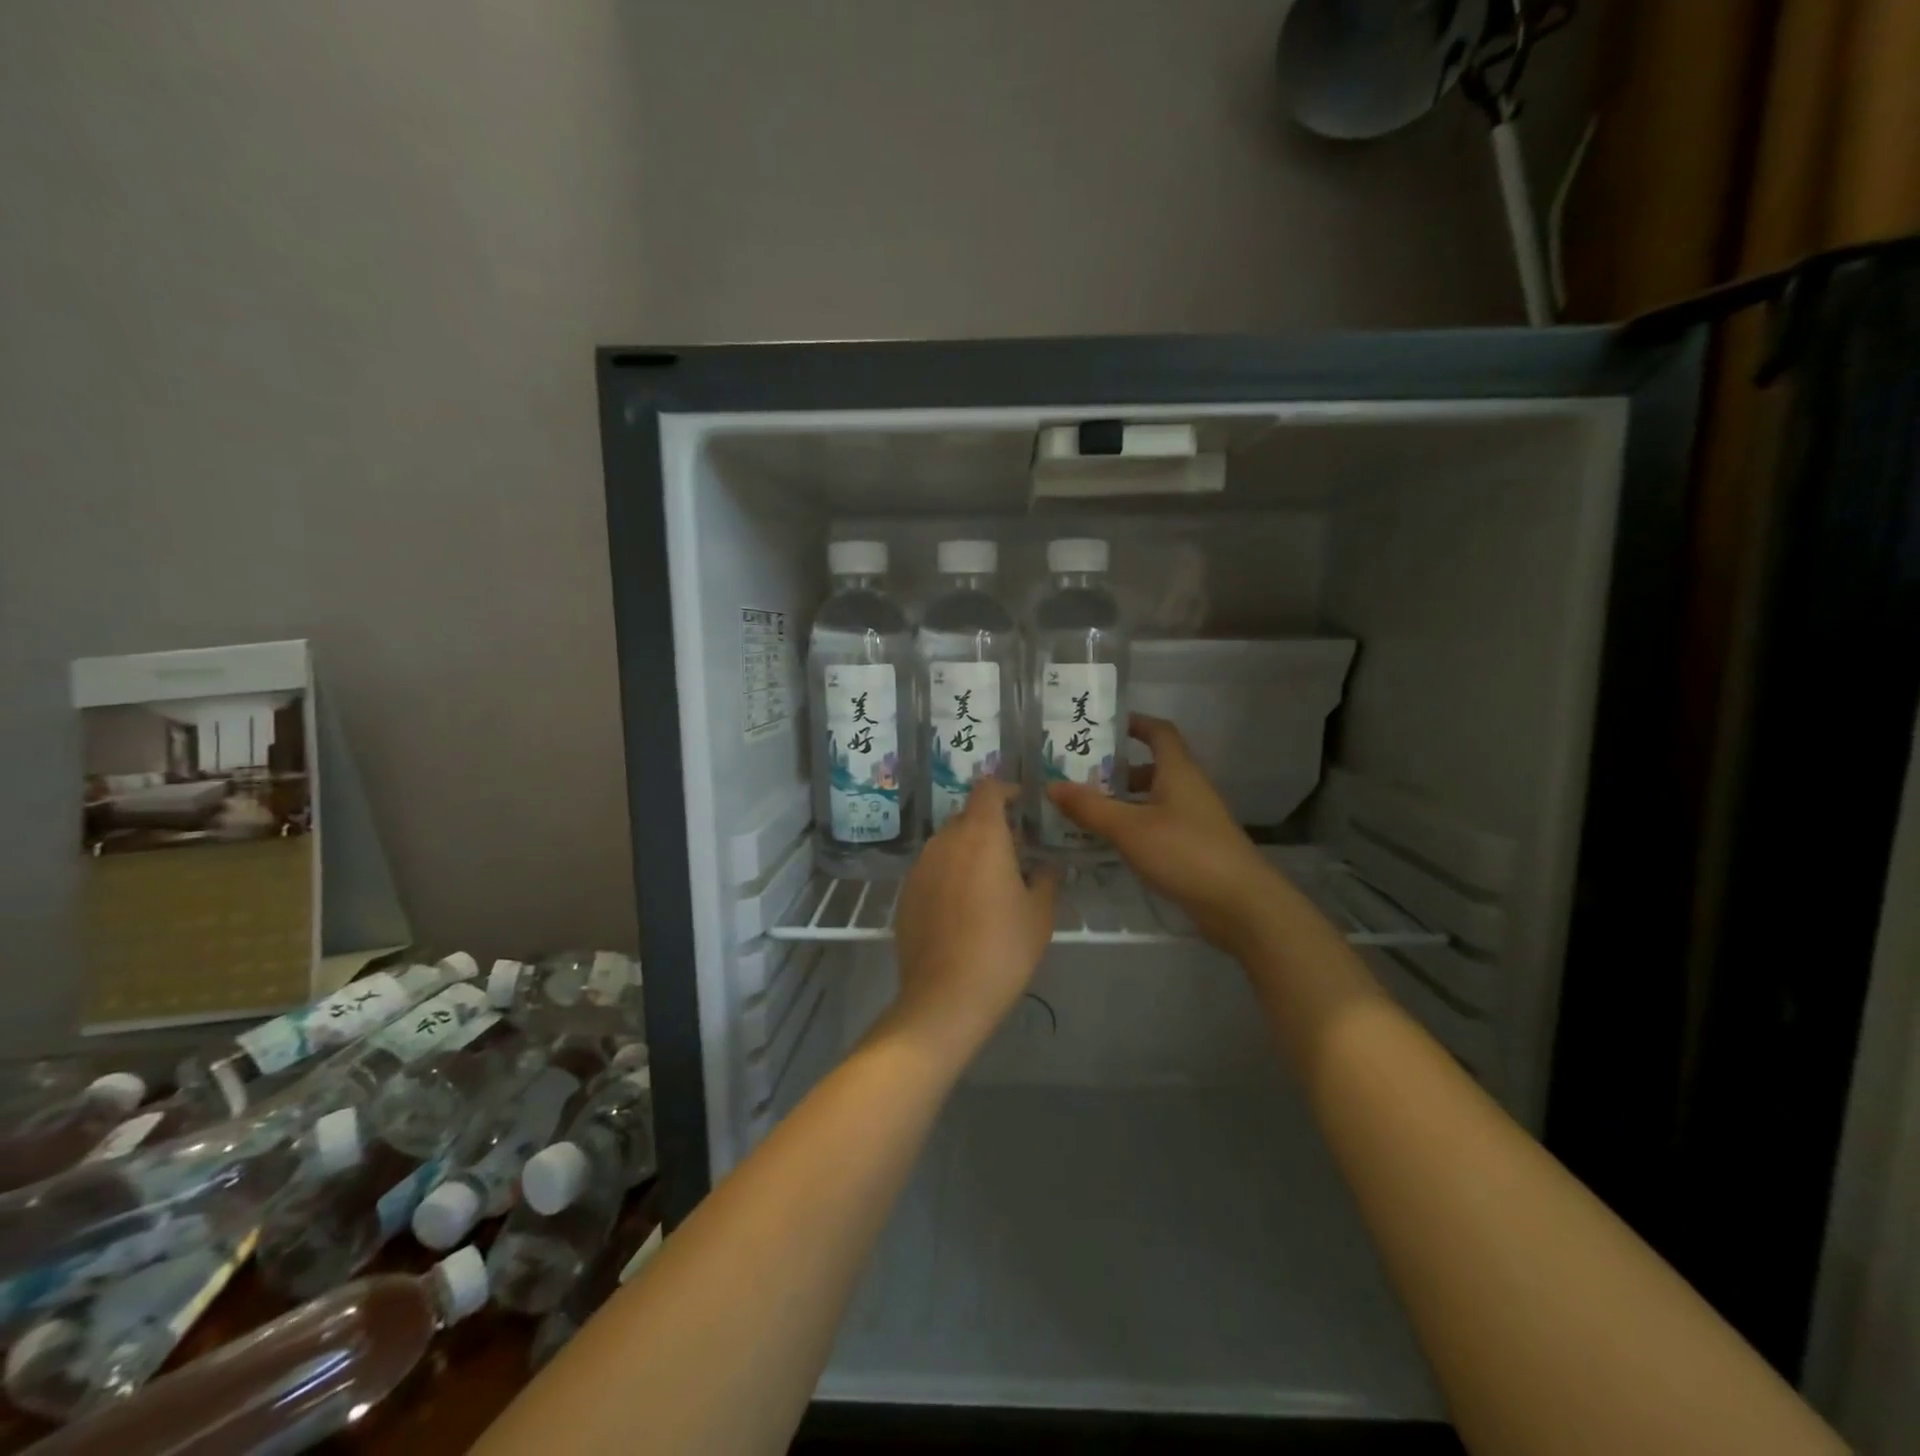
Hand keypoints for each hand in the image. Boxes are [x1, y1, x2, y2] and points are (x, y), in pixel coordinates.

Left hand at [887, 779, 1059, 1062]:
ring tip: (988, 883)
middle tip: (1013, 852)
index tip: (1020, 803)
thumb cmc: (1003, 948)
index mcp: (980, 835)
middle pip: (966, 817)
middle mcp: (944, 841)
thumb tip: (1045, 867)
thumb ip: (1046, 879)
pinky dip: (948, 876)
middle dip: (989, 826)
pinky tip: (962, 909)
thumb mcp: (1039, 914)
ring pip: (947, 845)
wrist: (946, 996)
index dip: (1005, 791)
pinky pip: (931, 871)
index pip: (988, 790)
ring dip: (967, 852)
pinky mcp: (905, 894)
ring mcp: (919, 867)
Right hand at [1047, 714, 1275, 952]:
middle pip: (1153, 767)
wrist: (1241, 904)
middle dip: (1118, 768)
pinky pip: (1158, 826)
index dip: (1135, 723)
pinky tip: (1110, 843)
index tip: (1104, 725)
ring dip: (1123, 801)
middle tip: (1079, 774)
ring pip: (1153, 800)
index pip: (1159, 732)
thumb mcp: (1129, 828)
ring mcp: (1194, 820)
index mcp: (1178, 772)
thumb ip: (1089, 807)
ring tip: (1086, 810)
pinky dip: (1134, 827)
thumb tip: (1052, 785)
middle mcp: (1189, 789)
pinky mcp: (1194, 849)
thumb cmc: (1185, 852)